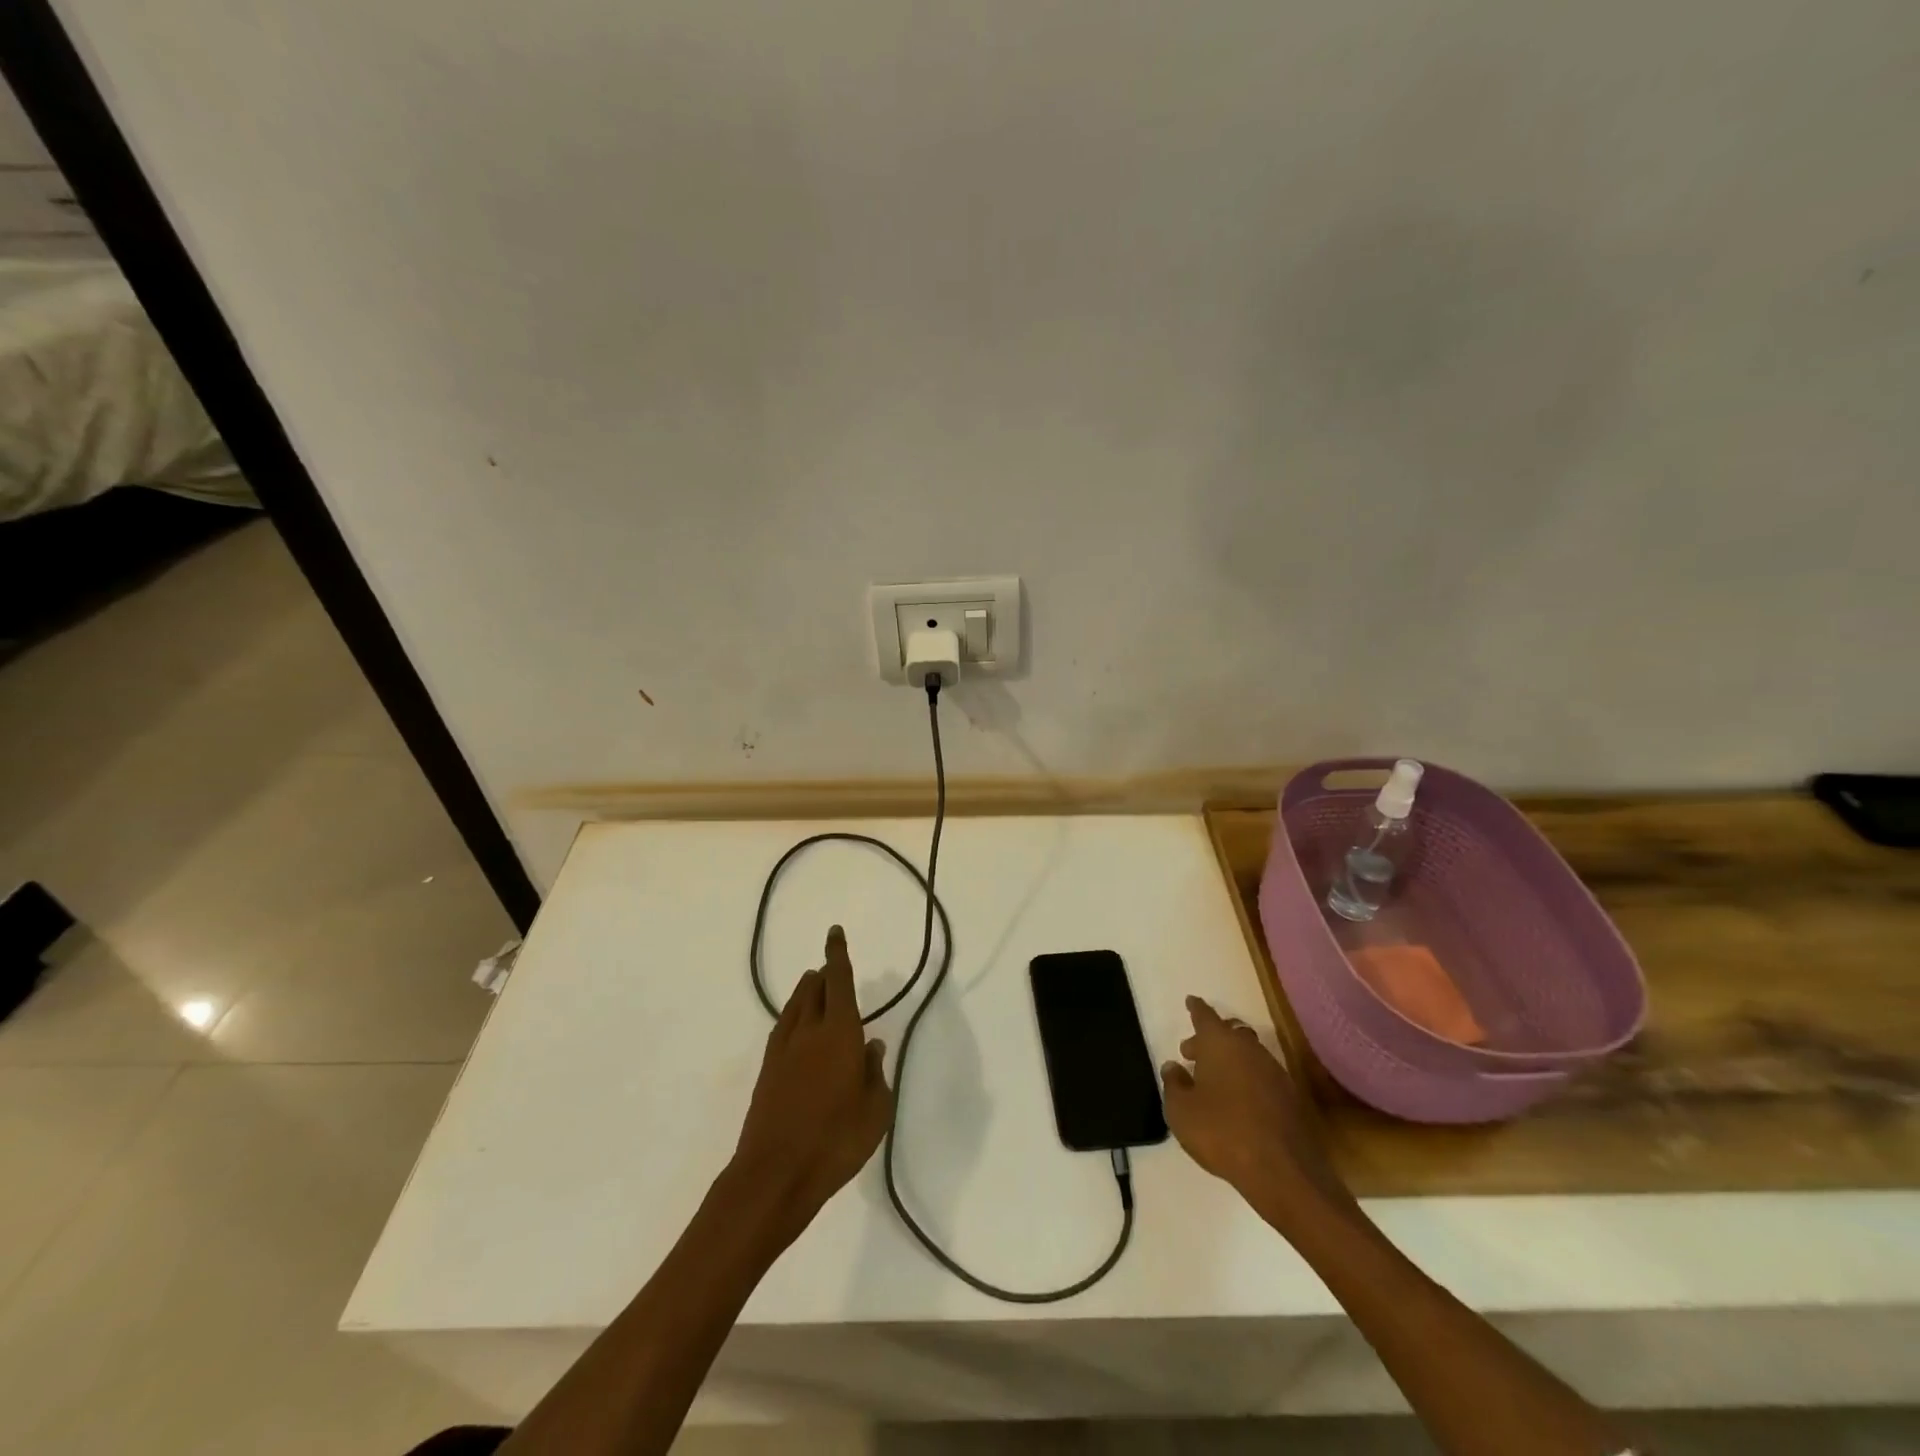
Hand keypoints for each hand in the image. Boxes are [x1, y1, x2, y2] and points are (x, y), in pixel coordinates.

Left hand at [730, 926, 893, 1235]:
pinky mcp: (767, 1071)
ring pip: (794, 1006)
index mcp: (839, 1033)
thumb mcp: (876, 1111)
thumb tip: (872, 1046)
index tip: (834, 933)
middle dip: (824, 974)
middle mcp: (808, 1031)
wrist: (774, 1175)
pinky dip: (793, 1017)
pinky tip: (798, 1030)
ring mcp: (783, 1050)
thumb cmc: (835, 1141)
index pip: (839, 982)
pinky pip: (783, 1028)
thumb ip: (876, 1074)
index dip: (838, 955)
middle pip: (813, 988)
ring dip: (806, 992)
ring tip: (815, 988)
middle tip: (832, 970)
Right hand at [1161, 996, 1352, 1223]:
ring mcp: (1275, 1072)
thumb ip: (1174, 1084)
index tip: (1191, 1001)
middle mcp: (1249, 1049)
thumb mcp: (1181, 1111)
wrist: (1283, 1171)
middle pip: (1229, 1033)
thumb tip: (1173, 1067)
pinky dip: (1247, 1080)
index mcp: (1220, 1044)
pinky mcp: (1291, 1098)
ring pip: (1248, 1054)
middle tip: (1192, 1052)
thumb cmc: (1221, 1132)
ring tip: (1213, 1080)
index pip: (1205, 1016)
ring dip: (1230, 1060)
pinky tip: (1238, 1102)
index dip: (1196, 1009)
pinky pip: (1262, 1077)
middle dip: (1210, 1038)